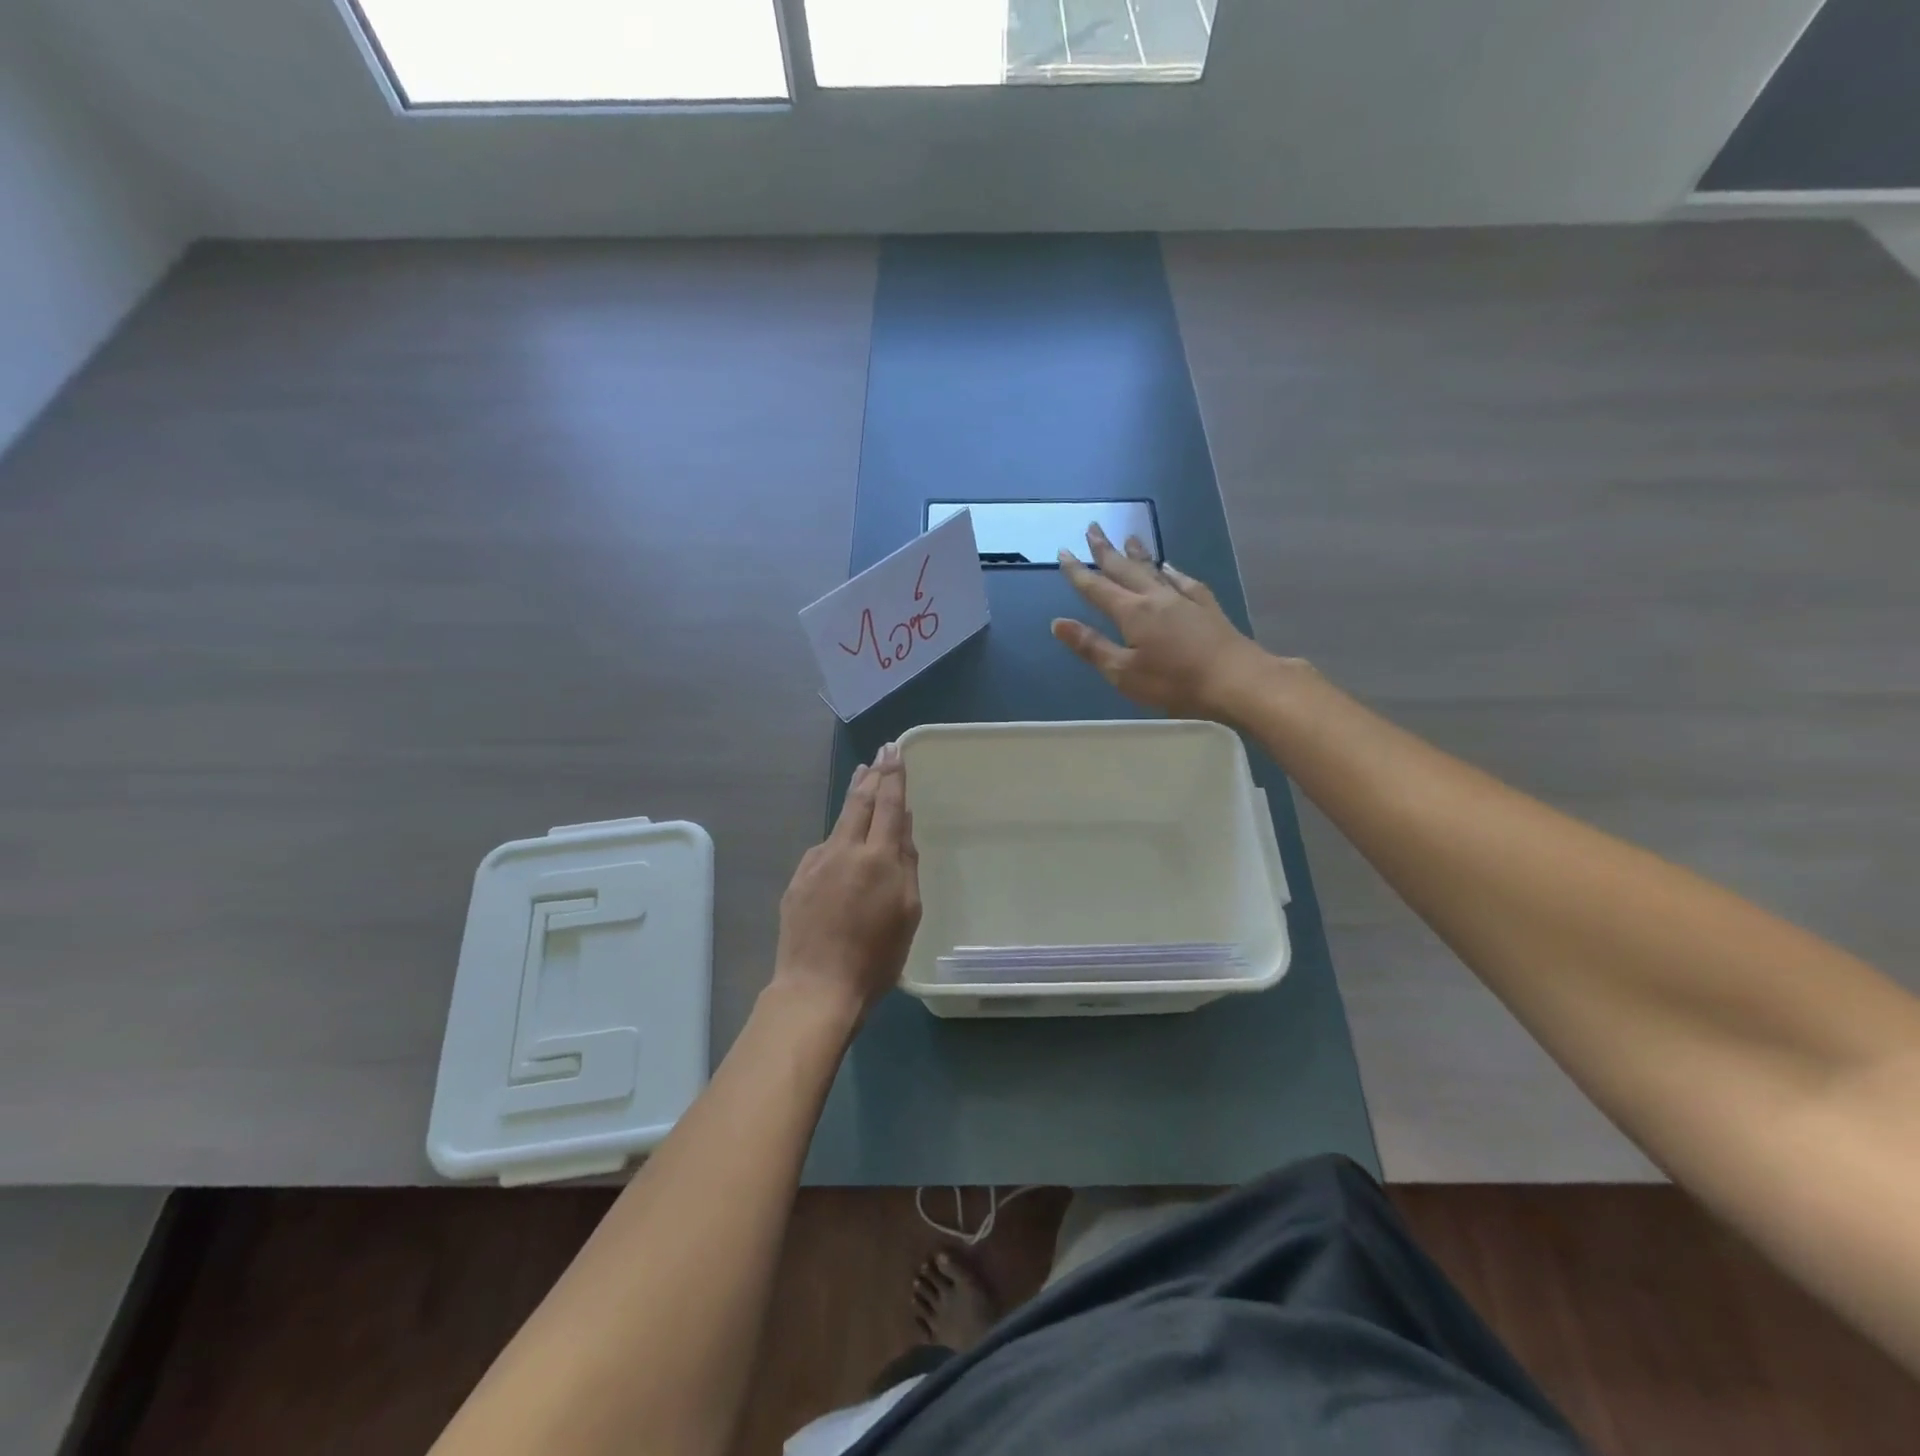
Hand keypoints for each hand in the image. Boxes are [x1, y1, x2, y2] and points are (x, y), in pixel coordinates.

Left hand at [774, 743, 921, 1021]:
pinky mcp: (798, 880)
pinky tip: (840, 842)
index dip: (893, 774)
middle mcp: (845, 850)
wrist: (816, 986)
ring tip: (861, 780)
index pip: (888, 804)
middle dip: (872, 775)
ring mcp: (816, 863)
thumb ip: (905, 863)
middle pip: (859, 802)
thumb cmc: (875, 956)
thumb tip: (902, 824)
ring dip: (852, 798)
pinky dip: (837, 837)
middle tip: (878, 755)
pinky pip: (823, 849)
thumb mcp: (908, 912)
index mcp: (878, 857)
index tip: (894, 750)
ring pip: (838, 821)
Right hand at [1051, 524, 1266, 716]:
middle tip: (1093, 528)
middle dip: (1106, 550)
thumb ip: (1091, 646)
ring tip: (1128, 537)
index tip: (1063, 552)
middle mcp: (1155, 598)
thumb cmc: (1174, 682)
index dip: (1077, 572)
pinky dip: (1172, 571)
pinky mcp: (1207, 607)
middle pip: (1125, 569)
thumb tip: (1057, 623)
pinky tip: (1170, 567)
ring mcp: (1184, 600)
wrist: (1237, 680)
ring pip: (1154, 570)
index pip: (1097, 588)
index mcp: (1132, 613)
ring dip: (1137, 554)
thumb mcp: (1123, 672)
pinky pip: (1183, 581)